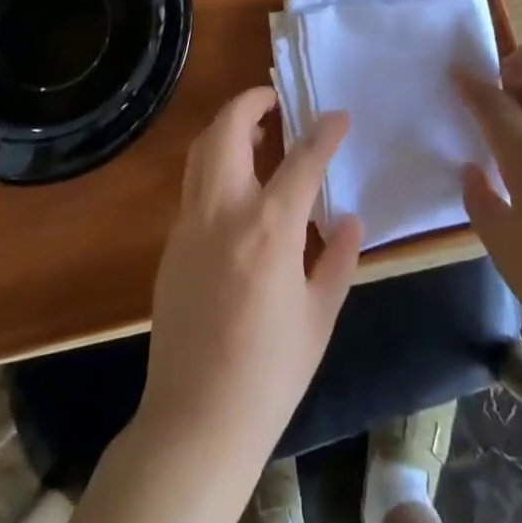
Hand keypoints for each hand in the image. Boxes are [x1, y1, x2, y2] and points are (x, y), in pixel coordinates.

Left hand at [137, 87, 363, 469]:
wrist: (195, 422)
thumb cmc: (270, 374)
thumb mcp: (320, 317)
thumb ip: (336, 258)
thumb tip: (349, 218)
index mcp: (269, 228)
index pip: (302, 159)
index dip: (324, 132)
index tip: (338, 115)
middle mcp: (224, 211)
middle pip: (228, 129)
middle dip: (252, 101)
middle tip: (277, 100)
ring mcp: (190, 224)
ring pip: (203, 150)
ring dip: (228, 127)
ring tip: (258, 134)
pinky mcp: (171, 244)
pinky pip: (194, 184)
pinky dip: (216, 164)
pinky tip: (239, 189)